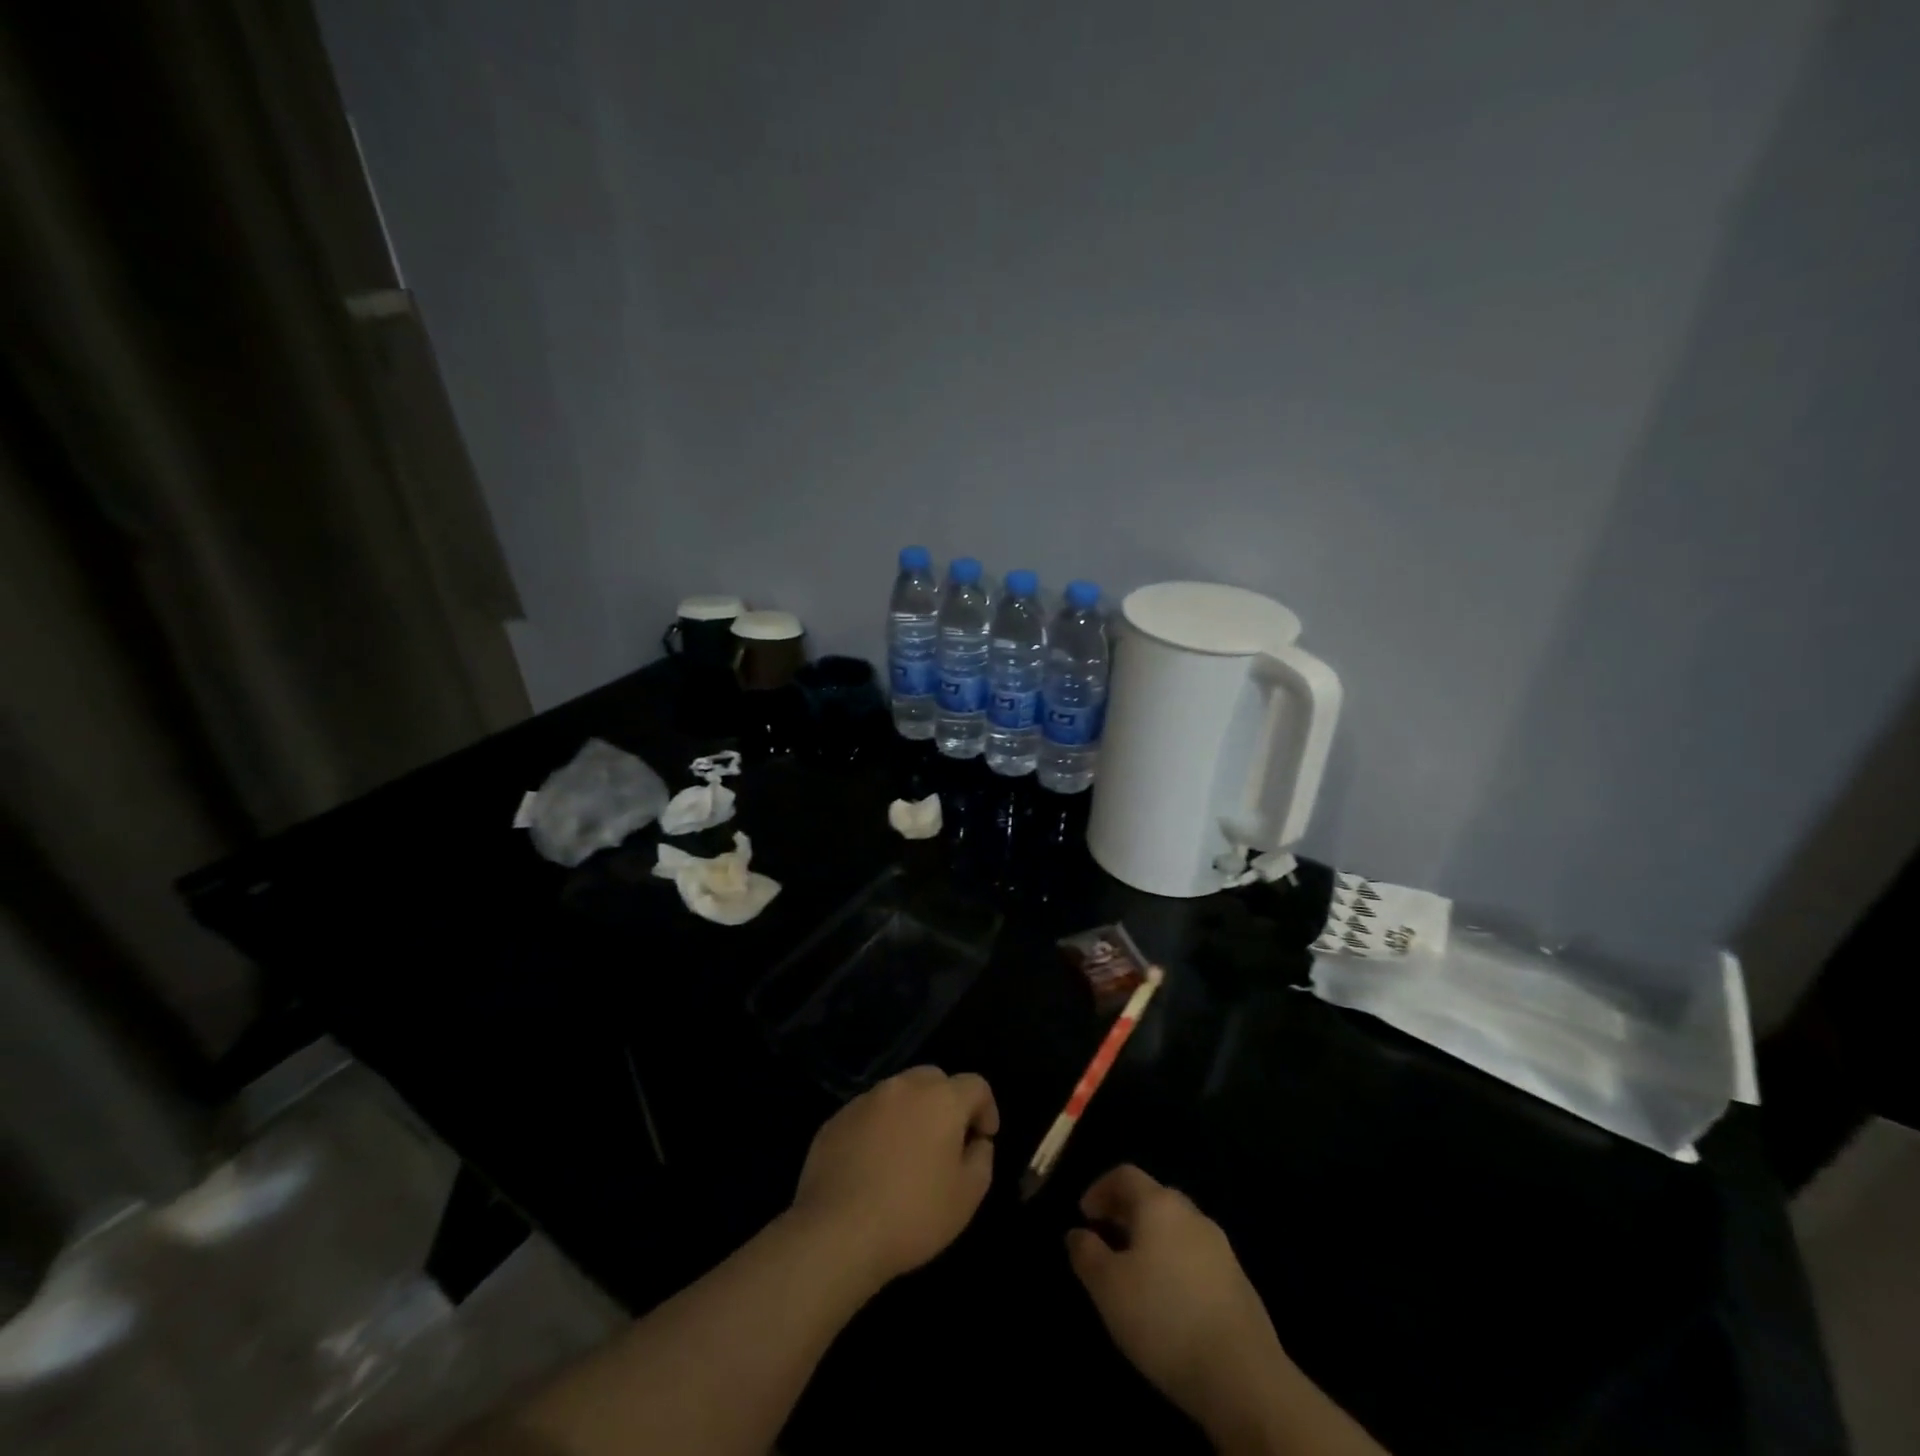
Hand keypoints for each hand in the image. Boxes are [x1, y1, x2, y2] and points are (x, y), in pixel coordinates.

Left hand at [789, 1066, 998, 1291]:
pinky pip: (869, 1114)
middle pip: (935, 1079)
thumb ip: (982, 1158)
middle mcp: (903, 1086)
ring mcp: (866, 1099)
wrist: (838, 1232)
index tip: (983, 1139)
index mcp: (941, 1098)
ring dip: (911, 1113)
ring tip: (908, 1154)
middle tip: (946, 1142)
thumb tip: (976, 1141)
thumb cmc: (913, 1214)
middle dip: (947, 1103)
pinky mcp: (837, 1118)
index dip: (986, 1109)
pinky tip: (873, 1165)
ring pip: (899, 1093)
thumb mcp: (967, 1196)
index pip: (975, 1085)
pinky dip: (879, 1128)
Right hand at [1067, 1165, 1289, 1441]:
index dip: (1100, 1188)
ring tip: (1134, 1271)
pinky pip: (1196, 1256)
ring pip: (1176, 1228)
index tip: (1084, 1214)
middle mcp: (1191, 1214)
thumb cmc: (1163, 1318)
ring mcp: (1220, 1247)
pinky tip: (1169, 1298)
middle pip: (1153, 1198)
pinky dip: (1174, 1262)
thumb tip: (1077, 1233)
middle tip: (1105, 1238)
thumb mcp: (1108, 1288)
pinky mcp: (1239, 1281)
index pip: (1125, 1175)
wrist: (1242, 1376)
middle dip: (1126, 1212)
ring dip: (1151, 1238)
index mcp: (1159, 1204)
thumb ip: (1086, 1254)